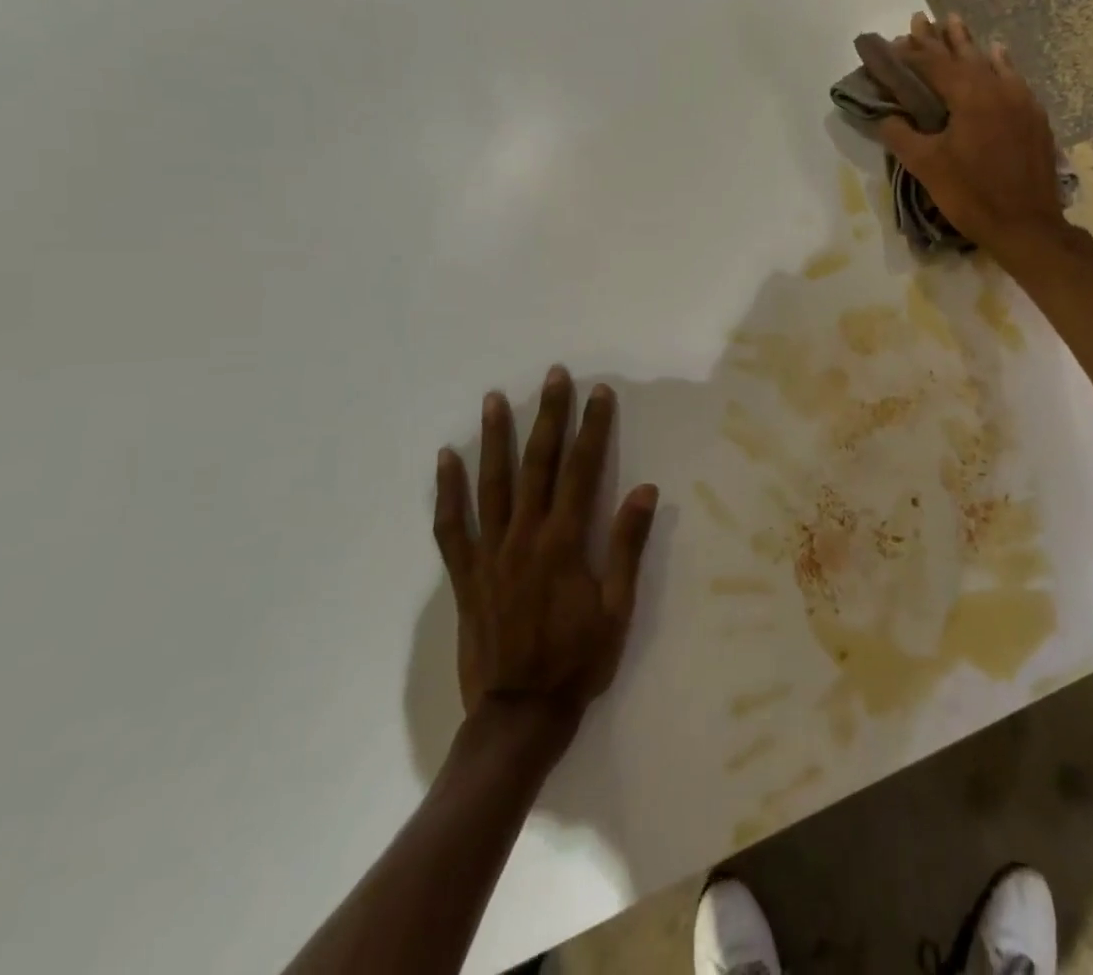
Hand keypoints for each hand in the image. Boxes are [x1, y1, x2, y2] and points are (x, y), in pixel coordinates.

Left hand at [433, 368, 658, 753]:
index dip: (593, 428)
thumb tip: (646, 490)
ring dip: (495, 438)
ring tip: (495, 399)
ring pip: (491, 484)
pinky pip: (451, 526)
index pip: (583, 470)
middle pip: (538, 464)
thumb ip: (627, 546)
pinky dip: (447, 491)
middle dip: (548, 416)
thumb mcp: (618, 609)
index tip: (599, 393)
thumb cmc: (578, 662)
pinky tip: (445, 460)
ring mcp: (490, 554)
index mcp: (564, 542)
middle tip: (553, 375)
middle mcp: (524, 537)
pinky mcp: (466, 576)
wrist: (519, 716)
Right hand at [878, 13, 1069, 255]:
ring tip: (953, 22)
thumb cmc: (971, 195)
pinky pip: (1013, 78)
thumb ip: (901, 136)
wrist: (1026, 225)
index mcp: (969, 96)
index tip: (890, 43)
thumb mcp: (927, 167)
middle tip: (920, 18)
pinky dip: (1000, 63)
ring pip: (989, 62)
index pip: (933, 64)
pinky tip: (997, 53)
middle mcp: (997, 88)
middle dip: (938, 38)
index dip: (909, 53)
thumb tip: (884, 117)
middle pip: (962, 55)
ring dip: (967, 44)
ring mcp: (1020, 100)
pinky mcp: (1034, 117)